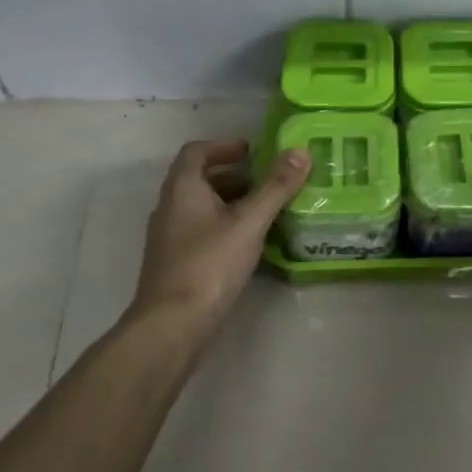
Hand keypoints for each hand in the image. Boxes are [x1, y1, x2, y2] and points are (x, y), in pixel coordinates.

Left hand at [130, 139, 311, 342]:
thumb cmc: (209, 265)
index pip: (196, 152)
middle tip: (270, 182)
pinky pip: (203, 232)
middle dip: (236, 177)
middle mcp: (170, 208)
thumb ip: (275, 187)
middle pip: (201, 180)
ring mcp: (170, 238)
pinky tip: (252, 245)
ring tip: (268, 212)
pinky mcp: (177, 263)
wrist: (172, 325)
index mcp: (182, 189)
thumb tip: (301, 151)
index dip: (223, 146)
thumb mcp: (249, 222)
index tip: (252, 151)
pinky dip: (227, 227)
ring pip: (203, 208)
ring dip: (233, 203)